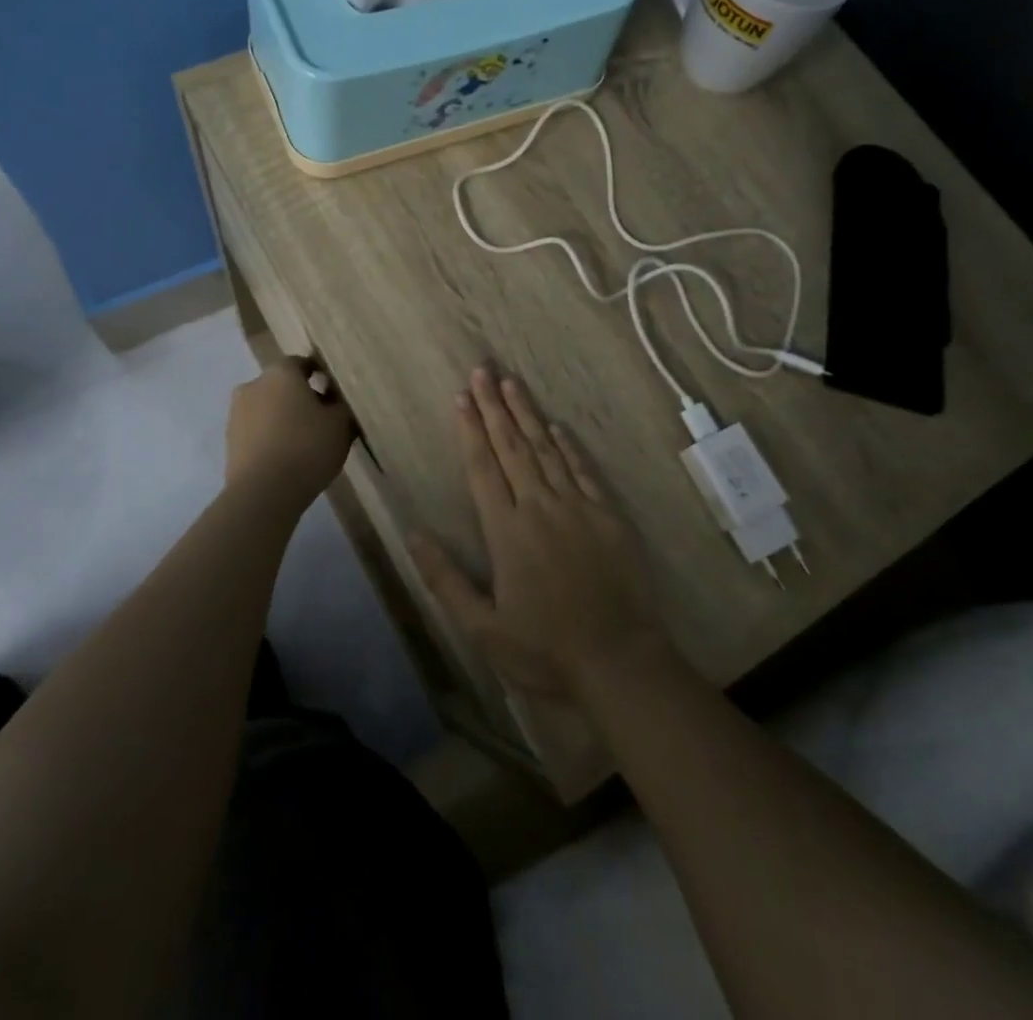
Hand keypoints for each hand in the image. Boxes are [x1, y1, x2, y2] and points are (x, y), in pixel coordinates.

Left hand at [225, 358, 354, 509]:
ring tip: (306, 441)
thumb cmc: (307, 447)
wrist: (263, 492)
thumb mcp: (341, 424)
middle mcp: (254, 385)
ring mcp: (237, 413)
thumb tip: (335, 398)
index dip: (321, 375)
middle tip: (323, 419)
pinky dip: (271, 436)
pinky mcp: (230, 441)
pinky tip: (288, 456)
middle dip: (301, 397)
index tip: (336, 392)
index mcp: (280, 373)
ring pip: (268, 408)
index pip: (302, 363)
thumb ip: (341, 404)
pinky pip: (258, 430)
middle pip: (283, 385)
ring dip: (284, 418)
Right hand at [412, 365, 668, 701]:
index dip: (470, 429)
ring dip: (527, 414)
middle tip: (482, 370)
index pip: (482, 468)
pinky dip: (568, 446)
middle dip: (494, 406)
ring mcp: (577, 507)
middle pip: (512, 447)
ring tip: (512, 383)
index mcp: (506, 531)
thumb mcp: (482, 628)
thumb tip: (413, 534)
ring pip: (546, 450)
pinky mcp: (608, 515)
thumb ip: (445, 579)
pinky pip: (583, 470)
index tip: (461, 397)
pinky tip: (557, 426)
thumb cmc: (544, 650)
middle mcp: (539, 507)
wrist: (619, 661)